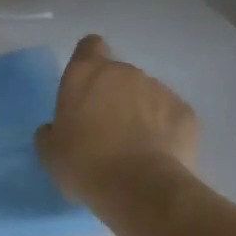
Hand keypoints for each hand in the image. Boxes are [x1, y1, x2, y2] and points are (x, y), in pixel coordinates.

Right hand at [36, 35, 198, 208]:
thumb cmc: (84, 164)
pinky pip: (170, 115)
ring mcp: (159, 89)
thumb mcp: (50, 151)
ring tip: (136, 147)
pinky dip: (165, 129)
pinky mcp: (186, 112)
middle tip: (107, 129)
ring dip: (140, 112)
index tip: (87, 85)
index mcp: (85, 73)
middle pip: (118, 74)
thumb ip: (51, 131)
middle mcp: (124, 72)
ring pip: (146, 94)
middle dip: (114, 95)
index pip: (90, 46)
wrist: (140, 189)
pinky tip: (158, 155)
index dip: (89, 60)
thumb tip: (57, 129)